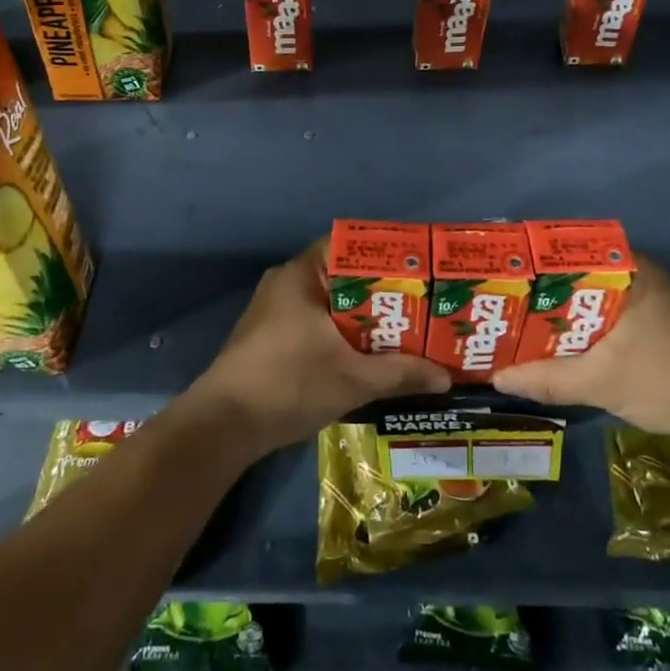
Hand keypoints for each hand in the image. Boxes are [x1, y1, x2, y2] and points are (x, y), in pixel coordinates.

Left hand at [189, 238, 450, 453]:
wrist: (224, 425)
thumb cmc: (289, 385)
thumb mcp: (353, 380)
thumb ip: (401, 373)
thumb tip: (445, 377)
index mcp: (302, 274)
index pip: (349, 245)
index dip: (386, 254)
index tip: (418, 269)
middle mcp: (287, 282)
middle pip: (344, 275)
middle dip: (382, 290)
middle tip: (421, 303)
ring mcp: (275, 309)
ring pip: (330, 302)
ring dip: (363, 315)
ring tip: (403, 327)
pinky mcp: (270, 335)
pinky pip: (316, 320)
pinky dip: (342, 331)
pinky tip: (368, 352)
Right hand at [492, 255, 669, 435]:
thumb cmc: (664, 377)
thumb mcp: (598, 381)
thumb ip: (547, 379)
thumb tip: (498, 378)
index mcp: (629, 270)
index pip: (571, 252)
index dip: (536, 264)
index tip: (508, 276)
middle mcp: (642, 274)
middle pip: (581, 276)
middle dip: (546, 292)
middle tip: (509, 304)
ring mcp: (655, 299)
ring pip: (597, 298)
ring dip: (567, 313)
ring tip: (527, 324)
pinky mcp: (662, 324)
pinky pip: (612, 314)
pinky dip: (589, 327)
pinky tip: (566, 345)